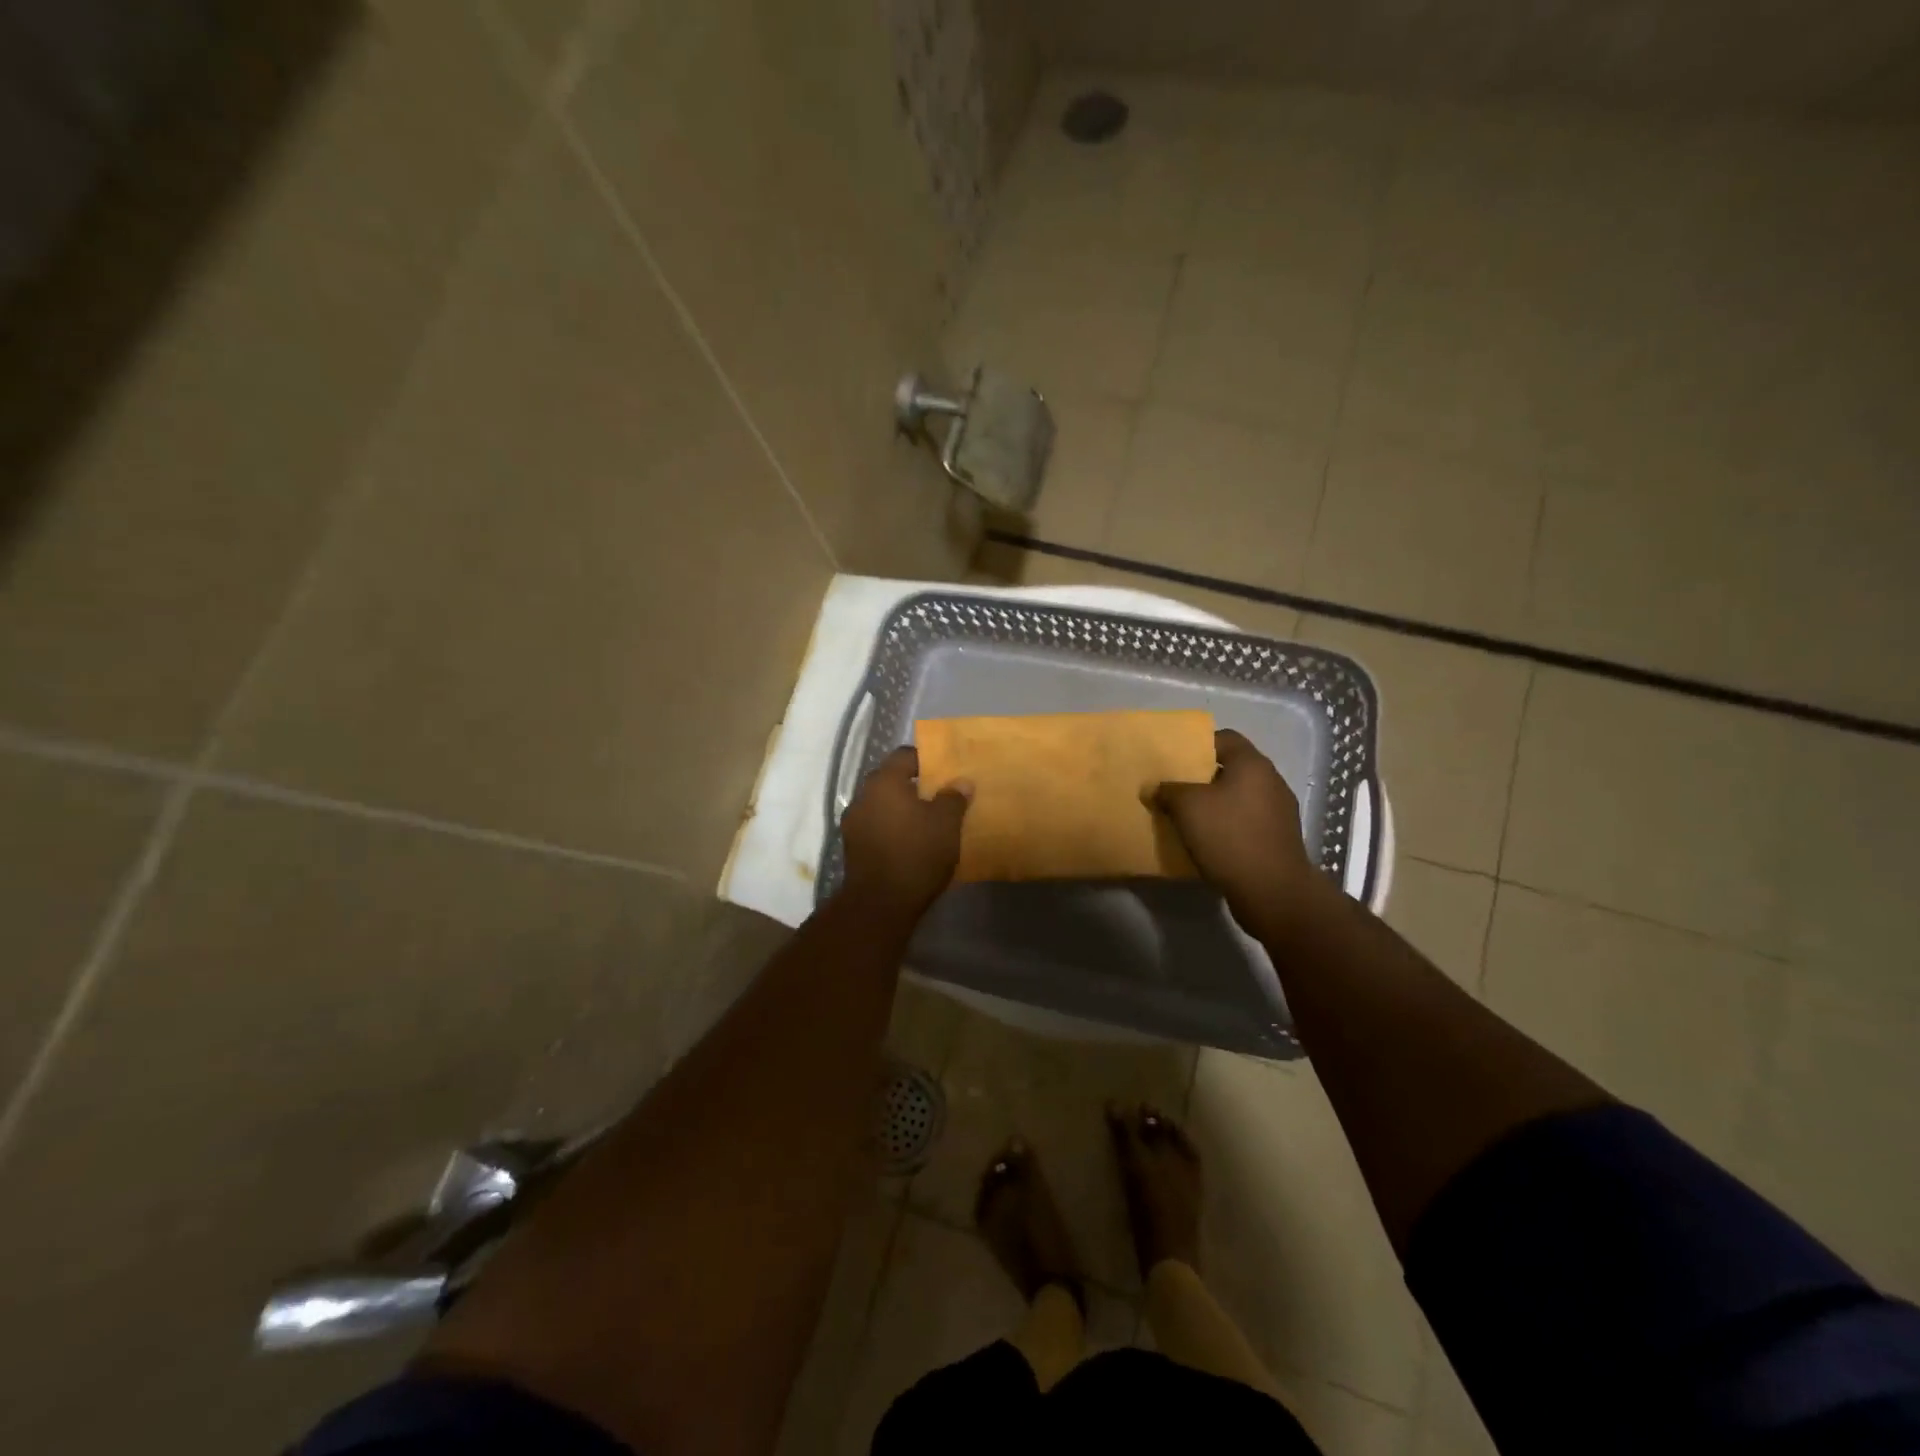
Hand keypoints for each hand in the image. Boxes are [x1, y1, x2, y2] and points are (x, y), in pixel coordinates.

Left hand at [840, 746, 970, 917]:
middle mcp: (863, 796)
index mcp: (884, 781)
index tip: (946, 771)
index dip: (927, 760)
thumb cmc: (917, 853)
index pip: (905, 755)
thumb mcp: (946, 824)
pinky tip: (910, 842)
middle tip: (940, 796)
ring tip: (926, 821)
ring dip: (901, 809)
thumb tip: (961, 781)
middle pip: (891, 780)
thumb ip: (954, 798)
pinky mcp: (852, 847)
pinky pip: (876, 827)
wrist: (880, 903)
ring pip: (882, 805)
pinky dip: (892, 828)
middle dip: (914, 786)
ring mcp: (853, 822)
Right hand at [1156, 729, 1323, 938]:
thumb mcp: (1187, 808)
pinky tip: (1207, 839)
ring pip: (1239, 796)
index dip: (1197, 744)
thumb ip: (1168, 790)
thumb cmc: (1229, 836)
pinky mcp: (1278, 838)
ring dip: (1215, 803)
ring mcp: (1279, 811)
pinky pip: (1246, 821)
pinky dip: (1227, 825)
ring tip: (1187, 815)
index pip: (1223, 738)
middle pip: (1231, 768)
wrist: (1272, 891)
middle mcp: (1271, 781)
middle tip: (1174, 787)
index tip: (1174, 758)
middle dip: (1202, 776)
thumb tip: (1155, 788)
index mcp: (1252, 764)